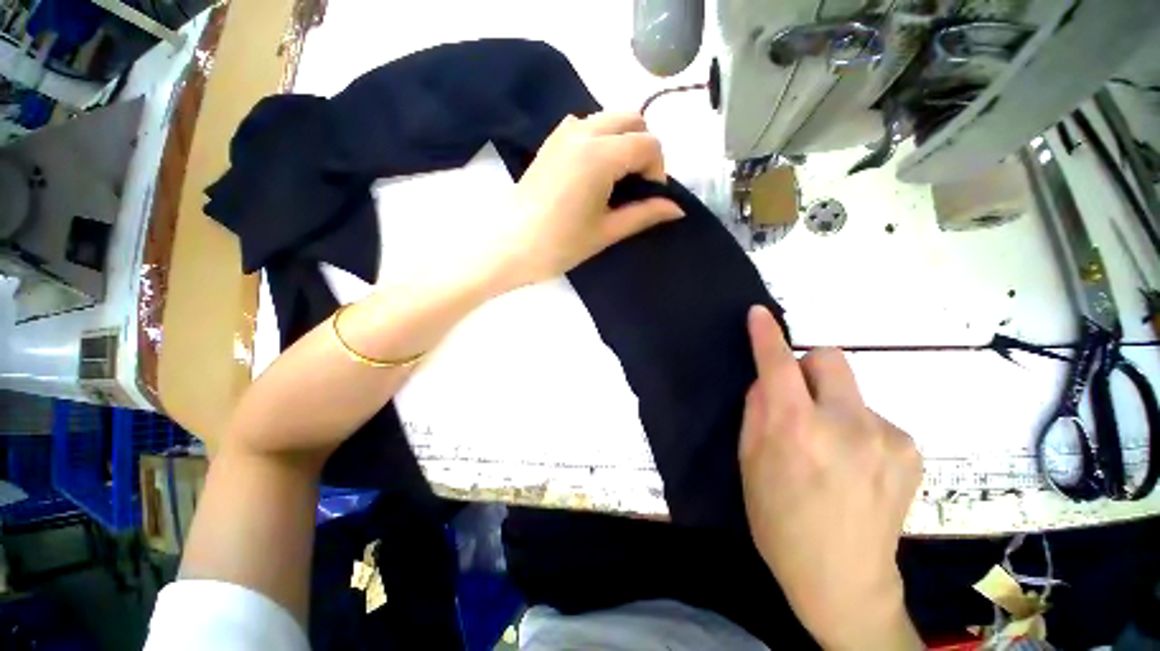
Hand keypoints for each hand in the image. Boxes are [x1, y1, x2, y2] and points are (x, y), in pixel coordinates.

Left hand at [491, 112, 683, 288]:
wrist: (508, 246)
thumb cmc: (559, 245)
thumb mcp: (606, 232)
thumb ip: (644, 214)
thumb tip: (677, 209)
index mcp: (601, 155)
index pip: (648, 144)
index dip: (658, 170)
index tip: (651, 197)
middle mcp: (583, 132)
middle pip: (631, 119)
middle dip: (644, 148)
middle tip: (637, 185)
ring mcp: (562, 133)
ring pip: (608, 118)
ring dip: (623, 141)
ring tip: (617, 179)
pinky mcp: (550, 143)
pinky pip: (585, 125)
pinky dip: (600, 139)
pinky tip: (594, 171)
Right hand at [739, 306, 922, 649]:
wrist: (843, 580)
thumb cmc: (779, 520)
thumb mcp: (749, 462)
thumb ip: (757, 411)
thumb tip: (768, 381)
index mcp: (797, 429)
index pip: (779, 365)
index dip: (767, 336)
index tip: (759, 313)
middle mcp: (848, 424)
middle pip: (830, 358)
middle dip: (809, 367)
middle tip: (800, 401)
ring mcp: (888, 436)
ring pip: (851, 392)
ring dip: (833, 406)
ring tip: (831, 451)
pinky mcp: (911, 449)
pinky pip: (873, 417)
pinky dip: (858, 429)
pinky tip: (857, 466)